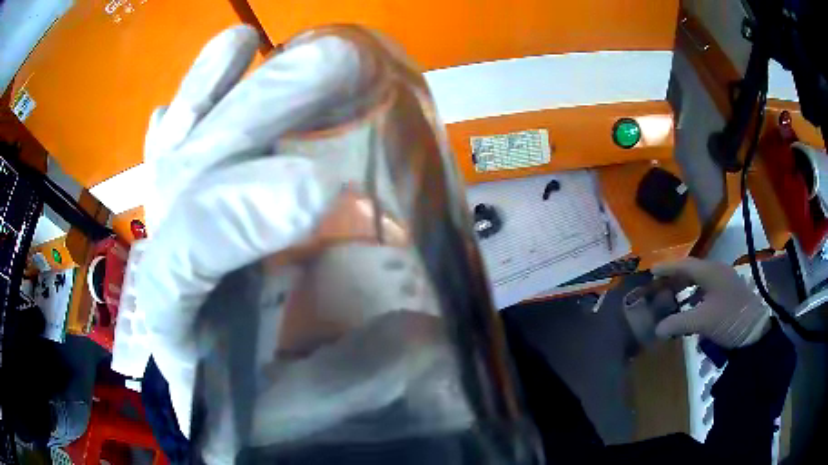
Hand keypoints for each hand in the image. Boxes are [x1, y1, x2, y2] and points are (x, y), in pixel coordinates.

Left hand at [135, 25, 363, 436]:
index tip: (325, 192)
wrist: (253, 396)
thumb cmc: (276, 408)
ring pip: (177, 148)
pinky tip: (228, 54)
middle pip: (184, 179)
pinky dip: (199, 92)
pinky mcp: (196, 200)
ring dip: (210, 91)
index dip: (239, 220)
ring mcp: (178, 222)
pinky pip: (181, 136)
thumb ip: (347, 387)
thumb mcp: (309, 412)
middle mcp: (171, 264)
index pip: (182, 262)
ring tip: (246, 41)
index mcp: (181, 327)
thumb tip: (414, 341)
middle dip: (249, 119)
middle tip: (335, 63)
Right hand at [653, 258, 770, 348]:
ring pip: (698, 280)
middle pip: (691, 270)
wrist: (754, 330)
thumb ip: (679, 323)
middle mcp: (716, 272)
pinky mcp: (726, 294)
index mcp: (710, 272)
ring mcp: (723, 283)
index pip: (684, 265)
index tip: (651, 271)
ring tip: (669, 298)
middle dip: (673, 278)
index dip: (667, 268)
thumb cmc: (729, 318)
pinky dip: (693, 296)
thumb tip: (657, 329)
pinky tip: (688, 308)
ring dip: (683, 288)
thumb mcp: (703, 321)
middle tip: (657, 287)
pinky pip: (705, 290)